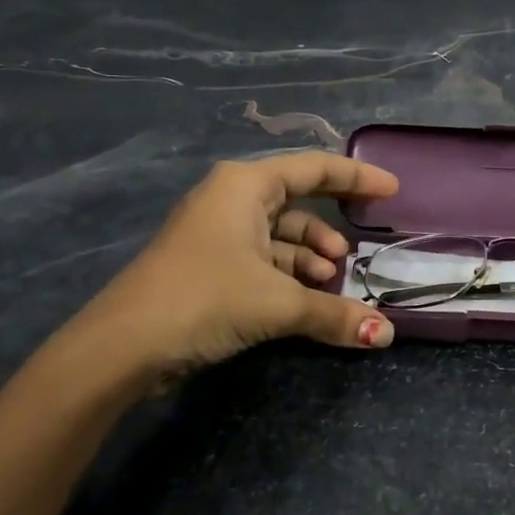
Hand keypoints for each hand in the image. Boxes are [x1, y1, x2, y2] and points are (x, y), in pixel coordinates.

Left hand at [51, 153, 397, 393]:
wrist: (122, 346)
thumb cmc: (204, 298)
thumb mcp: (277, 303)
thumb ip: (335, 314)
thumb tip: (386, 335)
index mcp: (245, 185)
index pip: (315, 168)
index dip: (357, 178)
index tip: (392, 191)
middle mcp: (231, 199)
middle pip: (298, 201)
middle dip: (330, 226)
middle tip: (359, 251)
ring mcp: (217, 232)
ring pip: (280, 235)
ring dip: (310, 258)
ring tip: (331, 282)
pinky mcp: (210, 264)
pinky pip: (263, 257)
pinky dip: (289, 275)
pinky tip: (306, 300)